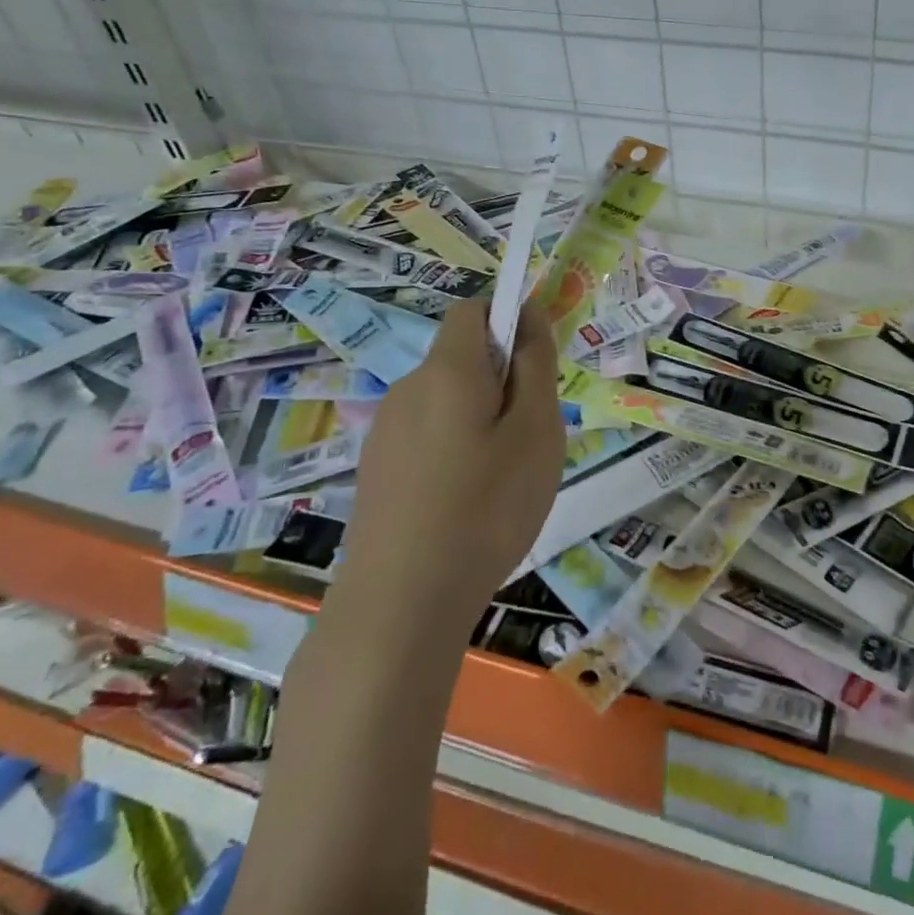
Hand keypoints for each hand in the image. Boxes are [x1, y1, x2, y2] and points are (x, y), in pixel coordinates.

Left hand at [337, 297, 564, 622]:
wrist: (400, 605)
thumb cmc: (486, 507)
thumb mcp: (536, 430)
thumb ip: (536, 364)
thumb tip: (527, 315)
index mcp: (447, 370)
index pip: (473, 309)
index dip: (508, 319)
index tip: (536, 366)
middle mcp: (408, 389)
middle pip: (462, 357)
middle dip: (502, 379)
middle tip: (531, 434)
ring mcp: (386, 432)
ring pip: (447, 400)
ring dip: (481, 417)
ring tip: (503, 476)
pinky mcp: (377, 470)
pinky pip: (428, 435)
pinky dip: (456, 448)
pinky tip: (468, 502)